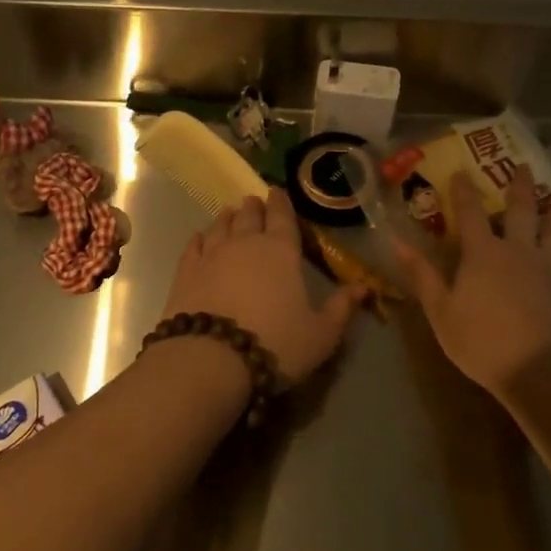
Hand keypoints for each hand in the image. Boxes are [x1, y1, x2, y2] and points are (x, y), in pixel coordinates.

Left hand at [161, 189, 364, 382]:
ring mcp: (212, 254)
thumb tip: (365, 287)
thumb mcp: (321, 334)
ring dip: (228, 217)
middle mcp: (246, 243)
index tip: (278, 192)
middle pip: (250, 215)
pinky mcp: (185, 271)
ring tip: (231, 212)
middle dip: (255, 206)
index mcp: (282, 251)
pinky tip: (200, 237)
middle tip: (255, 201)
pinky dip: (199, 238)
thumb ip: (342, 308)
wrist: (210, 359)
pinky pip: (194, 246)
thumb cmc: (275, 344)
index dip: (281, 203)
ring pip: (221, 225)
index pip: (283, 216)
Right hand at [394, 165, 550, 394]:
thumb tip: (398, 242)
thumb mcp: (442, 312)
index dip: (464, 190)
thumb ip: (423, 275)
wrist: (540, 372)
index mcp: (483, 253)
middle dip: (519, 185)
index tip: (461, 171)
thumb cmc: (483, 342)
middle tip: (523, 165)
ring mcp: (546, 266)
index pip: (471, 212)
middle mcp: (517, 249)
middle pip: (520, 209)